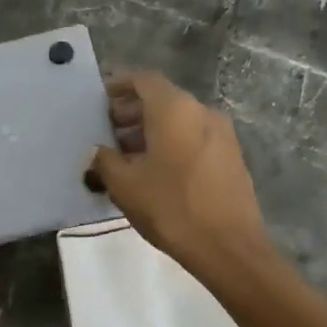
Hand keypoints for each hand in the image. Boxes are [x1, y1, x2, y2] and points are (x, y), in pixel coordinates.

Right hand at [88, 70, 270, 271]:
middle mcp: (201, 111)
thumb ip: (104, 161)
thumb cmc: (171, 208)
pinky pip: (193, 137)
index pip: (143, 79)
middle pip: (161, 98)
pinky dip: (171, 143)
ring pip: (178, 119)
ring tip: (125, 155)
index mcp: (174, 108)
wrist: (228, 247)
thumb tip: (95, 152)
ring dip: (151, 130)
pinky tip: (154, 170)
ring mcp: (221, 133)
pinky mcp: (231, 156)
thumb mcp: (125, 185)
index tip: (99, 100)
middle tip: (107, 131)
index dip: (119, 85)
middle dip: (132, 111)